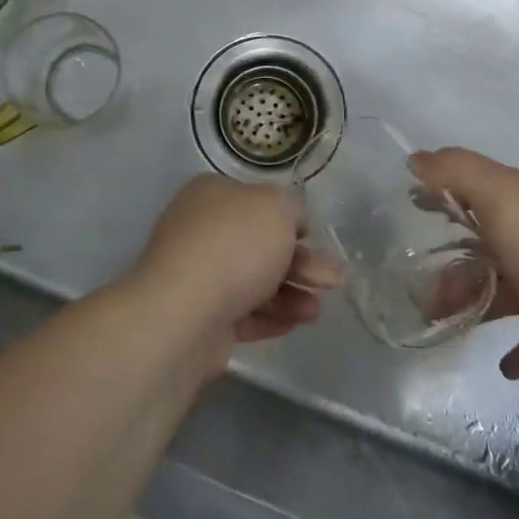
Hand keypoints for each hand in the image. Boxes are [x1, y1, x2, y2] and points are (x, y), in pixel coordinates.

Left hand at [130, 176, 340, 350]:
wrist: (185, 312)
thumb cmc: (235, 245)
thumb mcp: (277, 207)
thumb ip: (293, 209)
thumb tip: (292, 223)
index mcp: (211, 195)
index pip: (256, 201)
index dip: (288, 218)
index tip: (313, 237)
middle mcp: (200, 230)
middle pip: (259, 244)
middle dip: (300, 262)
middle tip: (333, 280)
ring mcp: (197, 276)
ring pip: (253, 281)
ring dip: (291, 293)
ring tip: (316, 311)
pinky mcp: (200, 317)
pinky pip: (243, 313)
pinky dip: (271, 317)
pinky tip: (297, 323)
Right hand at [411, 148, 518, 386]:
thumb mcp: (500, 195)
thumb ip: (457, 172)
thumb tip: (417, 158)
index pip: (479, 190)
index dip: (446, 193)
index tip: (412, 203)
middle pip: (485, 245)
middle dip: (450, 260)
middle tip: (416, 281)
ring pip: (499, 292)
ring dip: (467, 302)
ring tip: (435, 318)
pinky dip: (516, 352)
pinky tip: (500, 363)